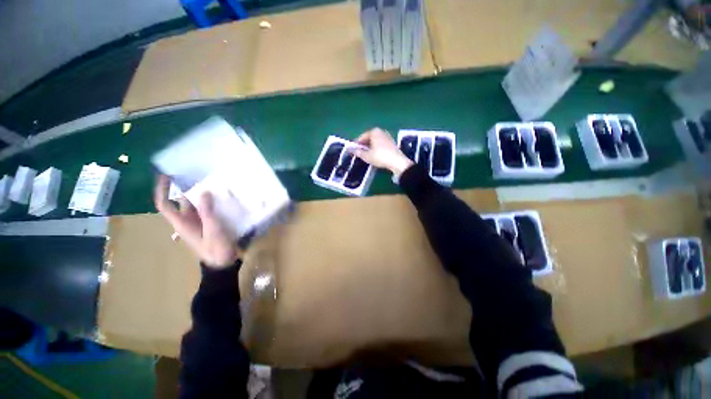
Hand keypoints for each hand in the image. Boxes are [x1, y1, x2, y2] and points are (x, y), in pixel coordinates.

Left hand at [154, 175, 240, 268]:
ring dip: (201, 195)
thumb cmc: (215, 248)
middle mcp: (187, 221)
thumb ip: (207, 211)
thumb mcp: (212, 230)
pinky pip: (206, 210)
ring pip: (195, 205)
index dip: (162, 190)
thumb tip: (204, 192)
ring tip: (213, 183)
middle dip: (188, 188)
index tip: (167, 176)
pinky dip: (211, 202)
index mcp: (182, 223)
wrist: (222, 262)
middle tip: (199, 175)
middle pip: (182, 202)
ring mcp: (198, 223)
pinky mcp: (208, 225)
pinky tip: (221, 197)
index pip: (165, 205)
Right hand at [354, 128, 413, 177]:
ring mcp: (388, 137)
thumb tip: (351, 150)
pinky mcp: (392, 143)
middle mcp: (381, 131)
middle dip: (363, 145)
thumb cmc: (380, 156)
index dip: (356, 144)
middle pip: (369, 138)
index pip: (362, 137)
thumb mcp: (366, 156)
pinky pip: (381, 145)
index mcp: (374, 131)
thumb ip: (358, 152)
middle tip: (359, 153)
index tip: (352, 150)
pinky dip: (376, 149)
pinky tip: (375, 155)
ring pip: (375, 142)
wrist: (397, 162)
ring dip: (370, 147)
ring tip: (366, 155)